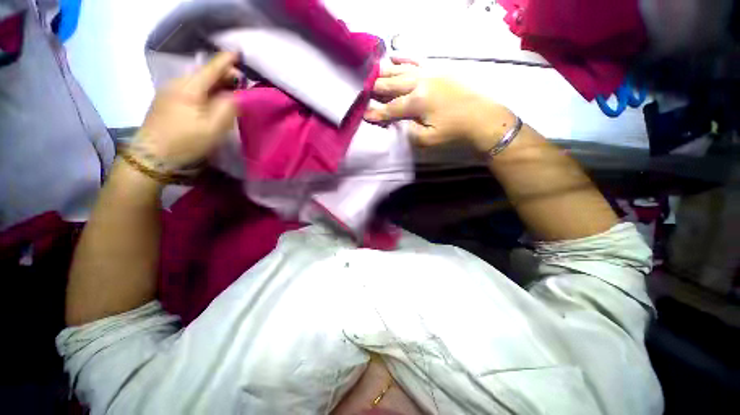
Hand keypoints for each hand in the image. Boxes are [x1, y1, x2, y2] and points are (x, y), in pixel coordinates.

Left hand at [133, 52, 241, 168]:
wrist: (151, 156)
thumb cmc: (186, 142)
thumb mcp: (214, 127)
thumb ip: (229, 107)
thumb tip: (238, 94)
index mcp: (189, 88)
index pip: (211, 68)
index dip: (226, 60)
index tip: (239, 52)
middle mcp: (177, 84)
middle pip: (204, 73)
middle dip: (223, 74)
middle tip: (241, 82)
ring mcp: (169, 92)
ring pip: (197, 82)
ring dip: (215, 84)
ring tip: (229, 91)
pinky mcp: (166, 101)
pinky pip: (190, 89)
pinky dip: (205, 91)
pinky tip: (211, 100)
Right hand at [364, 57, 514, 151]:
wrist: (482, 117)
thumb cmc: (454, 131)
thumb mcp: (427, 140)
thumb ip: (408, 131)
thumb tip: (398, 122)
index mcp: (417, 102)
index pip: (391, 108)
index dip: (377, 113)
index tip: (364, 114)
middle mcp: (420, 82)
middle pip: (392, 85)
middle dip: (376, 88)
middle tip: (362, 90)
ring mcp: (430, 72)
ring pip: (401, 70)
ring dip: (385, 72)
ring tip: (372, 73)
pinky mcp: (438, 68)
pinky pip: (416, 60)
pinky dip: (403, 58)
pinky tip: (394, 56)